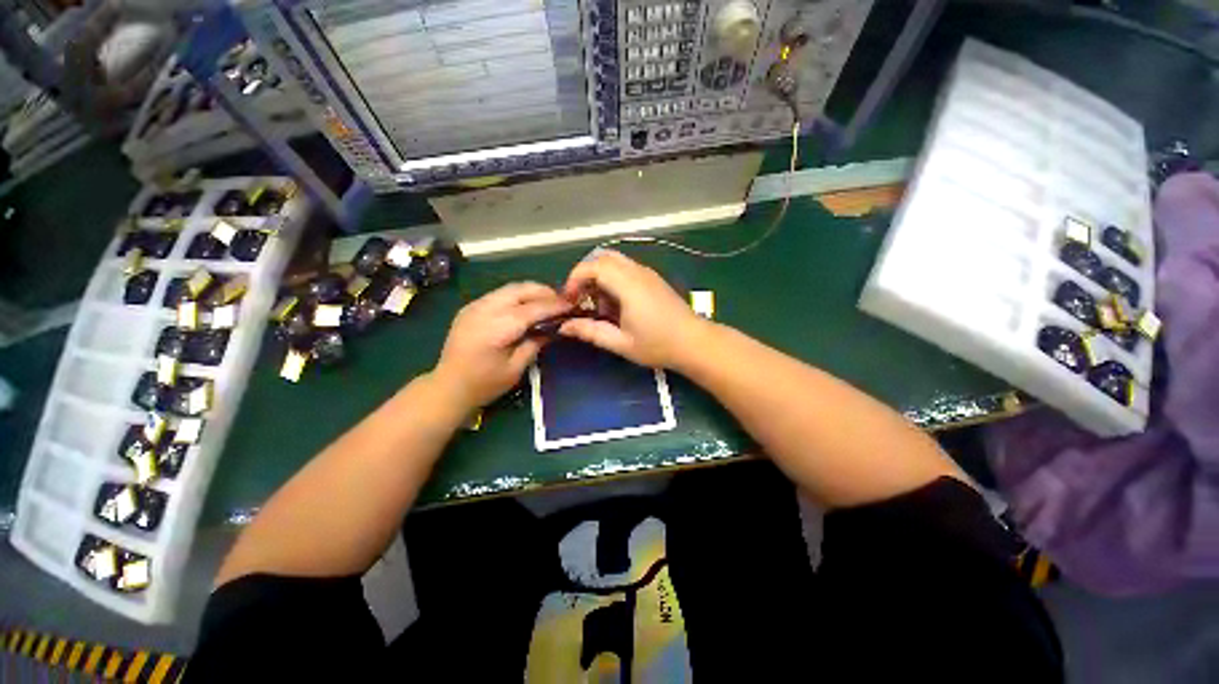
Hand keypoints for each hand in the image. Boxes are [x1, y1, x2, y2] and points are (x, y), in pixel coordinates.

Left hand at [433, 283, 570, 408]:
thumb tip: (553, 328)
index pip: (532, 309)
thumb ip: (535, 344)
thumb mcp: (516, 368)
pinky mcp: (471, 307)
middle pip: (520, 290)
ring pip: (509, 288)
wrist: (448, 386)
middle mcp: (484, 310)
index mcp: (496, 328)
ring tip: (547, 302)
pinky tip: (526, 306)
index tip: (571, 305)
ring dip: (531, 292)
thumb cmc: (484, 384)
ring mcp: (475, 306)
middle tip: (561, 301)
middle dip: (544, 292)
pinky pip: (500, 294)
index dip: (553, 306)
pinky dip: (517, 296)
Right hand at [559, 250, 707, 368]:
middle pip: (603, 258)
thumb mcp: (621, 343)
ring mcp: (647, 273)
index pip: (593, 266)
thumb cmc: (658, 345)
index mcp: (628, 285)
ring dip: (599, 277)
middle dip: (585, 275)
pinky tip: (616, 304)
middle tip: (580, 299)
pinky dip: (612, 279)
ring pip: (615, 261)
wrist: (694, 343)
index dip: (575, 278)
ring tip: (598, 304)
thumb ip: (591, 332)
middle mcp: (637, 272)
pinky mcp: (653, 279)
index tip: (569, 299)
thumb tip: (564, 327)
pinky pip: (626, 269)